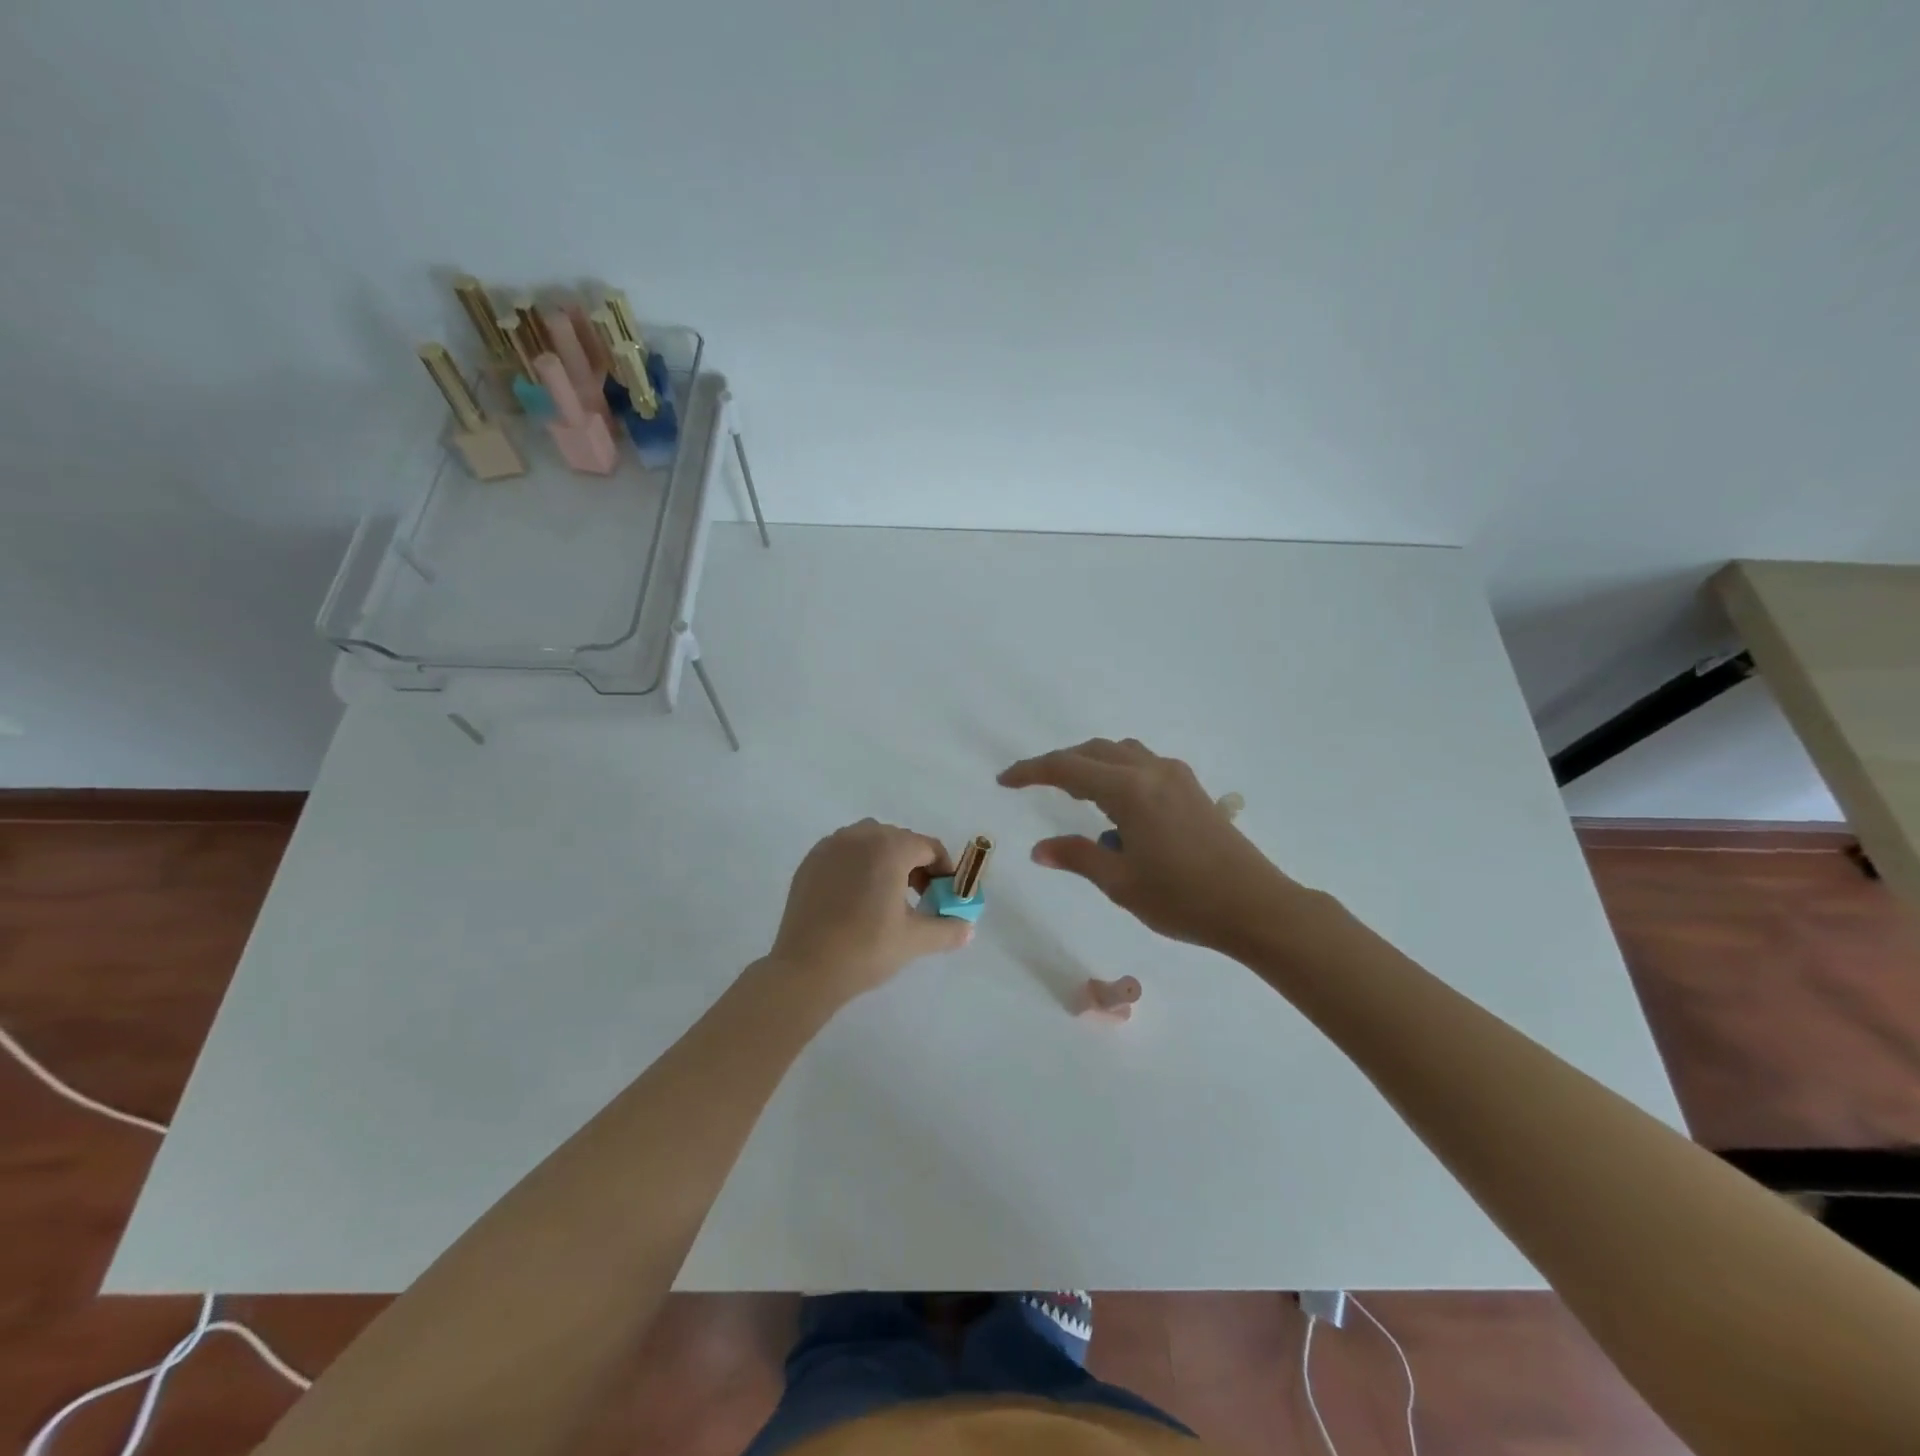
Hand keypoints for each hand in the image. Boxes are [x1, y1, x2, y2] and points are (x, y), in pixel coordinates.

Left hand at [766, 819, 974, 1002]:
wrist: (805, 969)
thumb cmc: (866, 948)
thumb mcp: (914, 940)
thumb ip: (948, 929)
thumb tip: (968, 928)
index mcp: (889, 847)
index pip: (928, 847)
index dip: (944, 870)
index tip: (945, 895)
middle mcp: (859, 836)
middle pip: (900, 840)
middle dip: (916, 865)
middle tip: (920, 898)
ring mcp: (830, 846)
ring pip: (870, 842)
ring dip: (886, 861)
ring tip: (888, 896)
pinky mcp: (810, 862)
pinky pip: (845, 853)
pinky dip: (858, 865)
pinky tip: (857, 899)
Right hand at [999, 738, 1305, 952]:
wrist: (1257, 907)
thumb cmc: (1184, 899)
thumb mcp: (1120, 882)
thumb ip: (1077, 857)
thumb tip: (1040, 849)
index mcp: (1129, 790)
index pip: (1067, 768)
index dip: (1031, 771)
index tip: (1005, 780)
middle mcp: (1152, 771)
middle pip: (1094, 751)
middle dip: (1060, 764)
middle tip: (1034, 785)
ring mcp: (1177, 777)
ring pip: (1121, 753)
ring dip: (1091, 764)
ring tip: (1075, 794)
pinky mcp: (1193, 789)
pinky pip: (1143, 765)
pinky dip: (1118, 772)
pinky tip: (1117, 808)